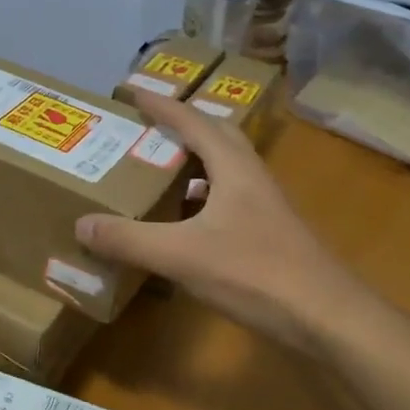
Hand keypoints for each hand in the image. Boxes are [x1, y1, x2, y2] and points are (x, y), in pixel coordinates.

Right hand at [78, 91, 360, 345]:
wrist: (328, 318)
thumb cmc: (256, 273)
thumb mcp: (181, 255)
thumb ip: (130, 239)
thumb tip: (81, 223)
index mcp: (232, 167)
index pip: (192, 121)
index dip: (161, 106)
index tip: (131, 92)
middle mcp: (251, 178)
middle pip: (216, 136)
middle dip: (181, 126)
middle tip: (147, 129)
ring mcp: (265, 207)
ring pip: (225, 169)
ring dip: (193, 163)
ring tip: (158, 171)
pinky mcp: (271, 234)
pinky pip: (229, 199)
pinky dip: (202, 199)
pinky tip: (185, 223)